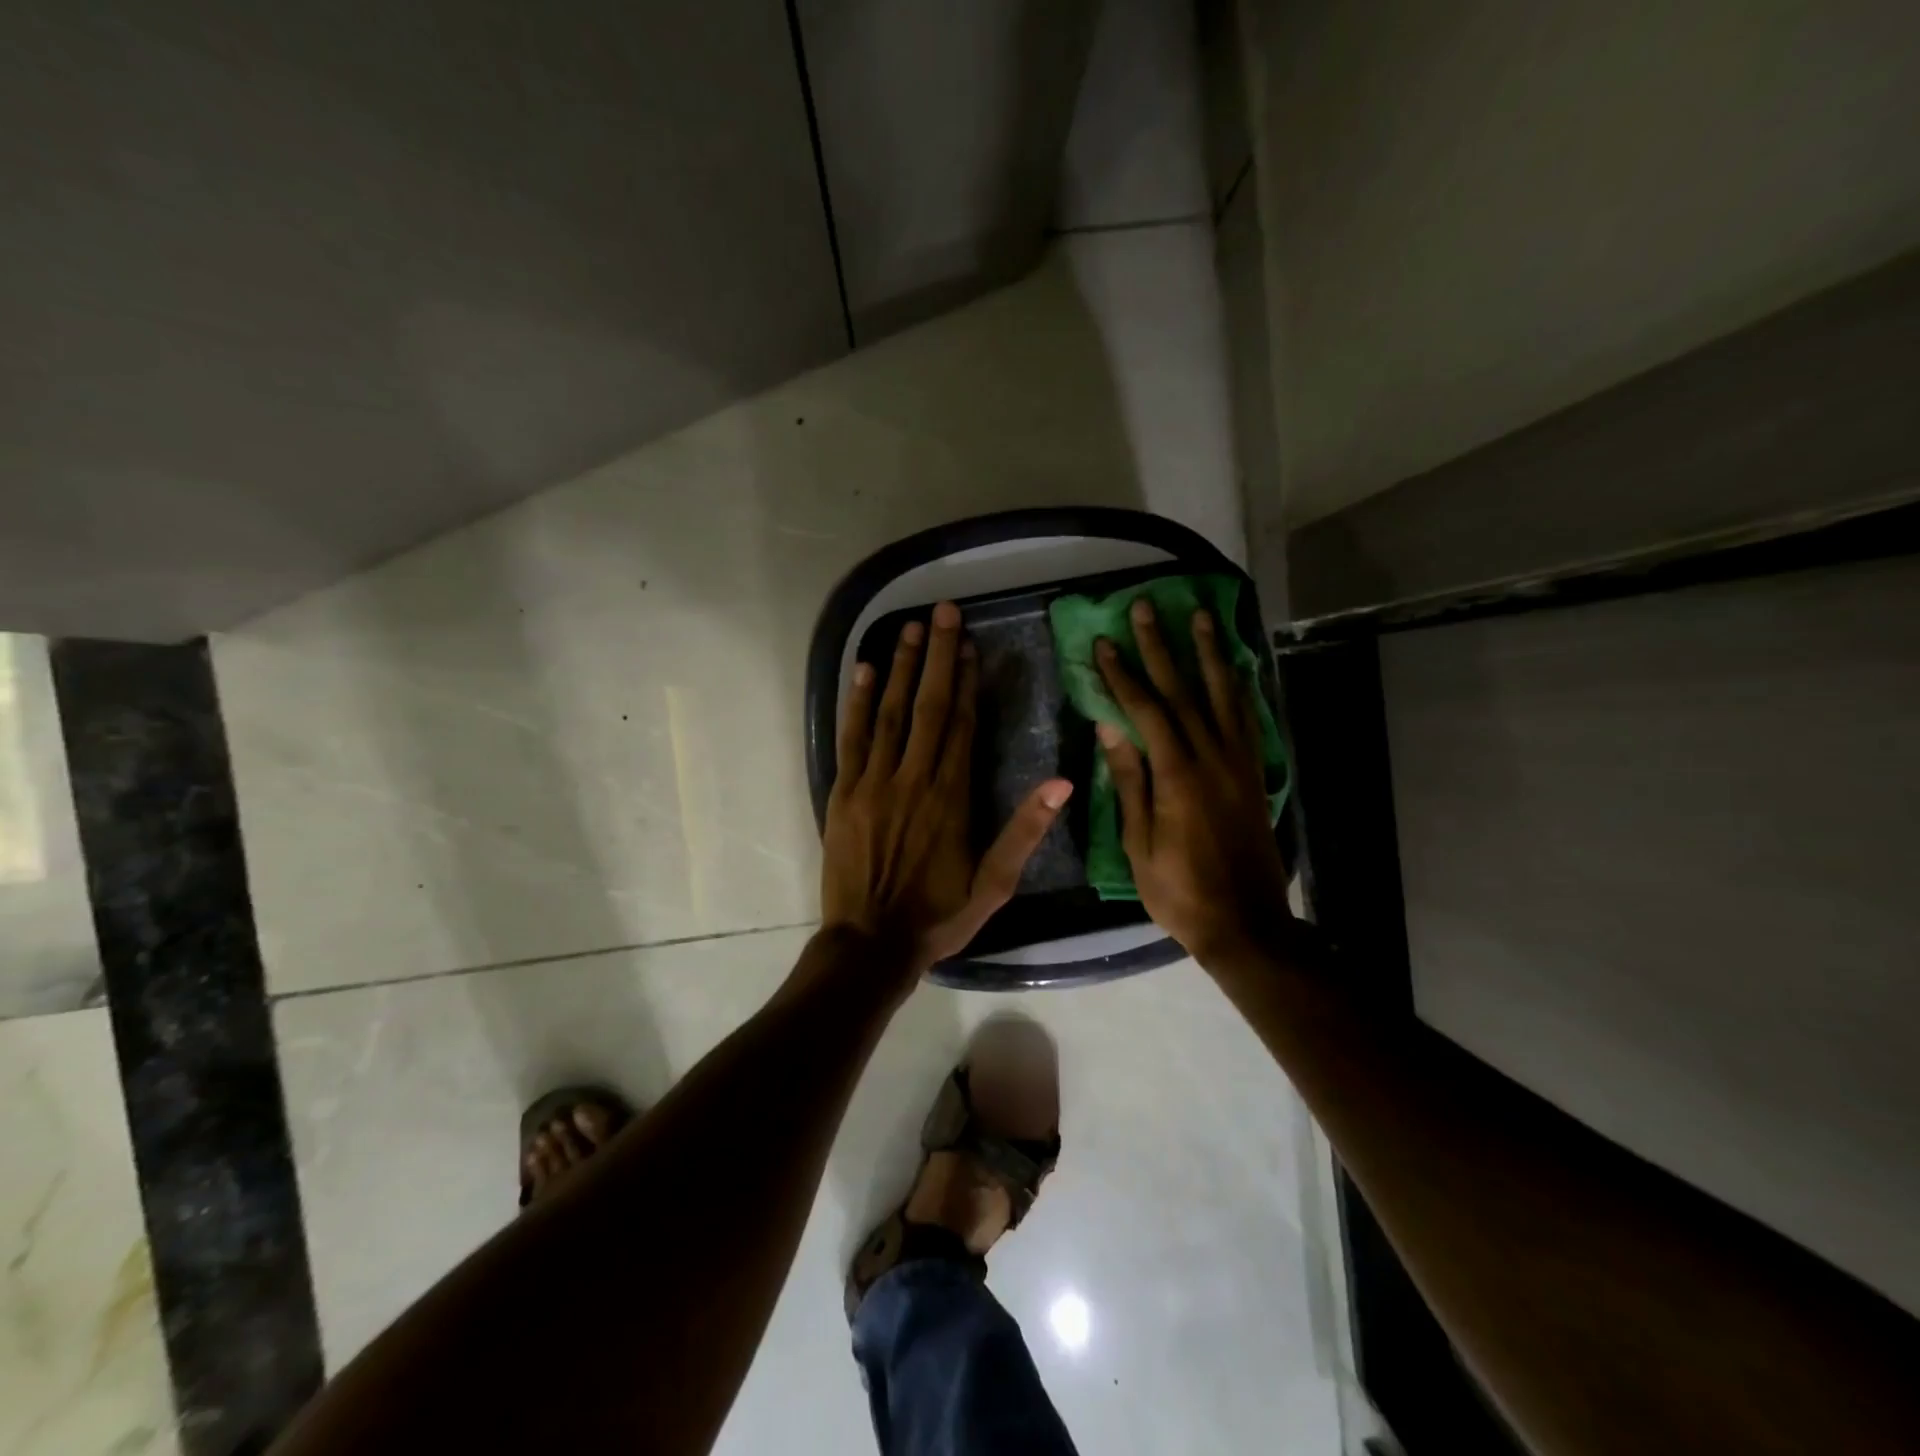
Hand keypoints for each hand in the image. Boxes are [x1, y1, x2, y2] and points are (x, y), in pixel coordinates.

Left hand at [824, 601, 1071, 976]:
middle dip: (938, 655)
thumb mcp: (994, 885)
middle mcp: (913, 778)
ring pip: (890, 712)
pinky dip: (858, 702)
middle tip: (943, 611)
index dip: (968, 682)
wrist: (870, 945)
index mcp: (951, 796)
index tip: (971, 645)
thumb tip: (1062, 783)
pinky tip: (866, 671)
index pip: (962, 724)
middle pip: (929, 705)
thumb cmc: (938, 917)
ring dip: (902, 667)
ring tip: (910, 627)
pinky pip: (851, 738)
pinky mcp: (843, 793)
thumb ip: (1025, 832)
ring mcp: (873, 782)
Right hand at [1095, 599, 1289, 964]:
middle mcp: (1212, 757)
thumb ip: (1130, 782)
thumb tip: (1111, 729)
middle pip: (1183, 690)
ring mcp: (1239, 763)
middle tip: (1145, 608)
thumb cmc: (1179, 890)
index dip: (1122, 674)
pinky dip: (1238, 687)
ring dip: (1208, 652)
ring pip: (1223, 695)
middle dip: (1161, 646)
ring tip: (1199, 616)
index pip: (1145, 710)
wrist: (1245, 923)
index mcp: (1177, 775)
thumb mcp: (1138, 843)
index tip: (1104, 642)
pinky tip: (1233, 667)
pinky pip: (1247, 719)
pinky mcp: (1255, 774)